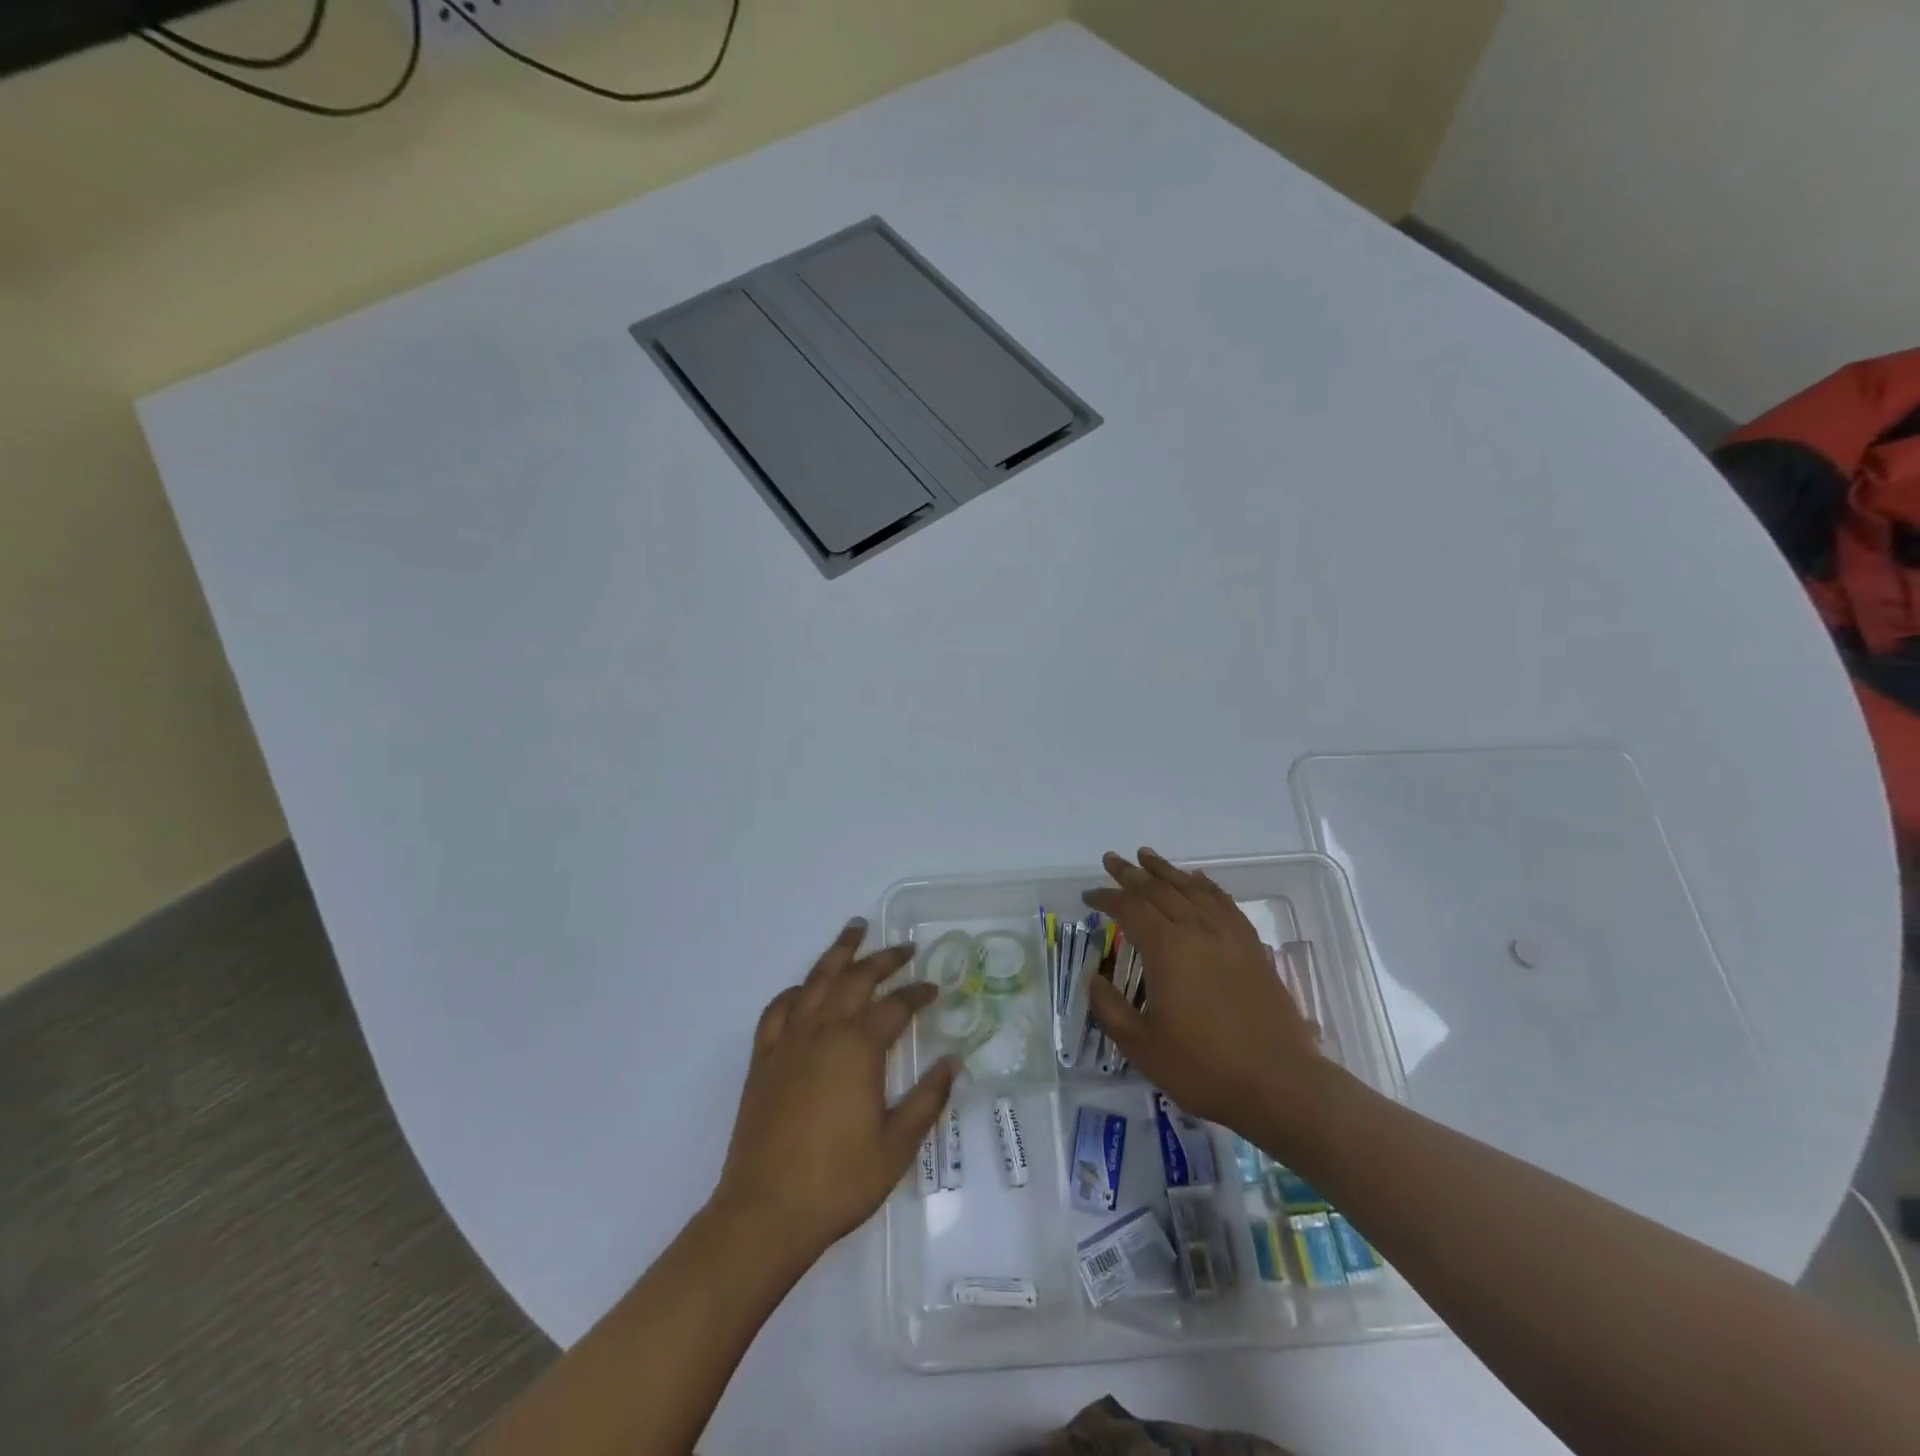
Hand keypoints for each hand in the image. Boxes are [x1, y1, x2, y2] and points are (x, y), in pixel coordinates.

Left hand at [713, 921, 957, 1259]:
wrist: (765, 1212)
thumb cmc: (839, 1180)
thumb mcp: (897, 1145)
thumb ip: (927, 1098)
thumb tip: (953, 1061)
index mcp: (858, 1048)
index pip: (896, 1007)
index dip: (918, 994)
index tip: (935, 988)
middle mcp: (823, 1031)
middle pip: (856, 979)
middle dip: (884, 959)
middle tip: (904, 947)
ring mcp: (788, 1042)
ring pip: (816, 981)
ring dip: (838, 953)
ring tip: (855, 929)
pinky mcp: (763, 1060)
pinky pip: (778, 1009)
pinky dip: (795, 991)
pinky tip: (804, 989)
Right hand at [1084, 849, 1323, 1139]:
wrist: (1280, 1084)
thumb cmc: (1203, 1068)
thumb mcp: (1141, 1046)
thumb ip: (1110, 1008)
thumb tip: (1093, 978)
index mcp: (1167, 949)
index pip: (1130, 908)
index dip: (1106, 898)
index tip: (1088, 895)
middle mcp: (1198, 931)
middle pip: (1160, 889)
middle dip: (1132, 874)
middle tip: (1111, 860)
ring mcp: (1229, 936)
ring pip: (1192, 889)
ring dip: (1167, 871)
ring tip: (1147, 856)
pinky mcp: (1252, 948)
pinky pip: (1225, 903)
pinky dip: (1206, 886)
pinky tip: (1198, 881)